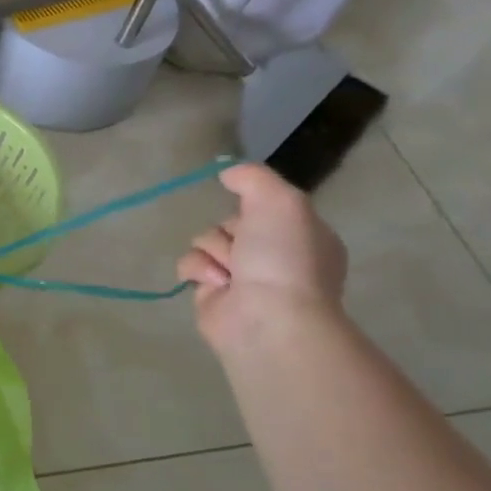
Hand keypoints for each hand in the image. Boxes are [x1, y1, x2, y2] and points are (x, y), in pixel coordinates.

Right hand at [176, 163, 347, 352]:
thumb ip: (253, 177)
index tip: (253, 210)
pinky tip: (216, 282)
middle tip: (244, 246)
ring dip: (213, 249)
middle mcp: (273, 256)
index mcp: (301, 235)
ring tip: (230, 272)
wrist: (268, 317)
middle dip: (229, 229)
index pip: (264, 206)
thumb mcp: (280, 200)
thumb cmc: (284, 258)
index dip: (254, 206)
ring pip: (207, 240)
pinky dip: (197, 270)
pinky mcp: (212, 295)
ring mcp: (242, 277)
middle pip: (230, 221)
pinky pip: (190, 265)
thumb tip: (227, 173)